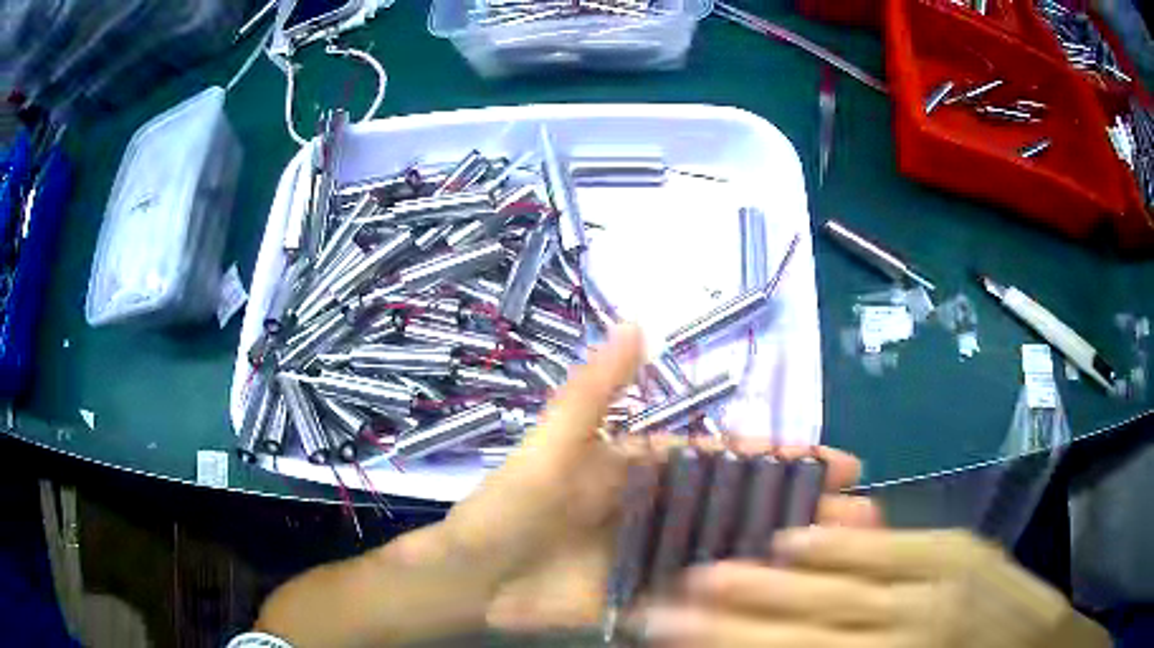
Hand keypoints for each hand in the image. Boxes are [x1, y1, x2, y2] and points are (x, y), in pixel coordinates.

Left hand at [435, 323, 880, 631]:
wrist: (472, 581)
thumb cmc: (508, 511)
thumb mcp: (550, 446)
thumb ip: (592, 391)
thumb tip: (635, 322)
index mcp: (643, 468)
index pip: (725, 458)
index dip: (779, 458)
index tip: (834, 460)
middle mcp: (660, 510)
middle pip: (740, 505)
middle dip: (798, 506)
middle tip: (858, 510)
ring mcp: (657, 557)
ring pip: (730, 549)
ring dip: (782, 549)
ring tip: (840, 553)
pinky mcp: (647, 597)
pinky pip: (699, 594)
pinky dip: (737, 594)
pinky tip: (785, 594)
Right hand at [643, 527, 1109, 647]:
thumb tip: (784, 645)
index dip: (731, 642)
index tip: (672, 631)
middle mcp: (911, 625)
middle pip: (808, 616)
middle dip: (734, 609)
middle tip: (670, 597)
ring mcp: (941, 578)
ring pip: (843, 577)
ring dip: (776, 574)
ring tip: (714, 568)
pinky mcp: (960, 547)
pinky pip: (889, 542)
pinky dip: (842, 540)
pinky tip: (802, 533)